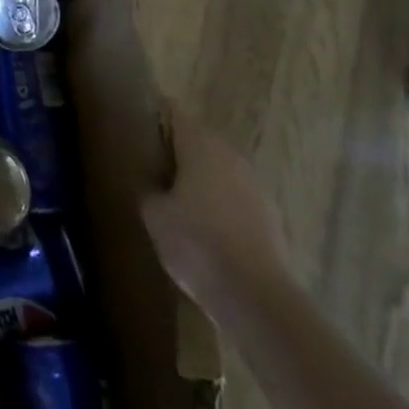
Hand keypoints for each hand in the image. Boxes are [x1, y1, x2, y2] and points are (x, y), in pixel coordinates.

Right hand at [140, 107, 292, 325]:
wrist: (256, 297)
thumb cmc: (196, 243)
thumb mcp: (154, 215)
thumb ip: (149, 190)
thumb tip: (152, 186)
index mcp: (201, 144)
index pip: (174, 112)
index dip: (155, 116)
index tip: (138, 128)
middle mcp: (231, 155)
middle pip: (199, 139)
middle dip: (177, 149)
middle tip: (152, 166)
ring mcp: (255, 186)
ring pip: (220, 169)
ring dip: (201, 177)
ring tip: (177, 198)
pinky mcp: (270, 217)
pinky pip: (236, 197)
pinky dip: (220, 204)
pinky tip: (205, 228)